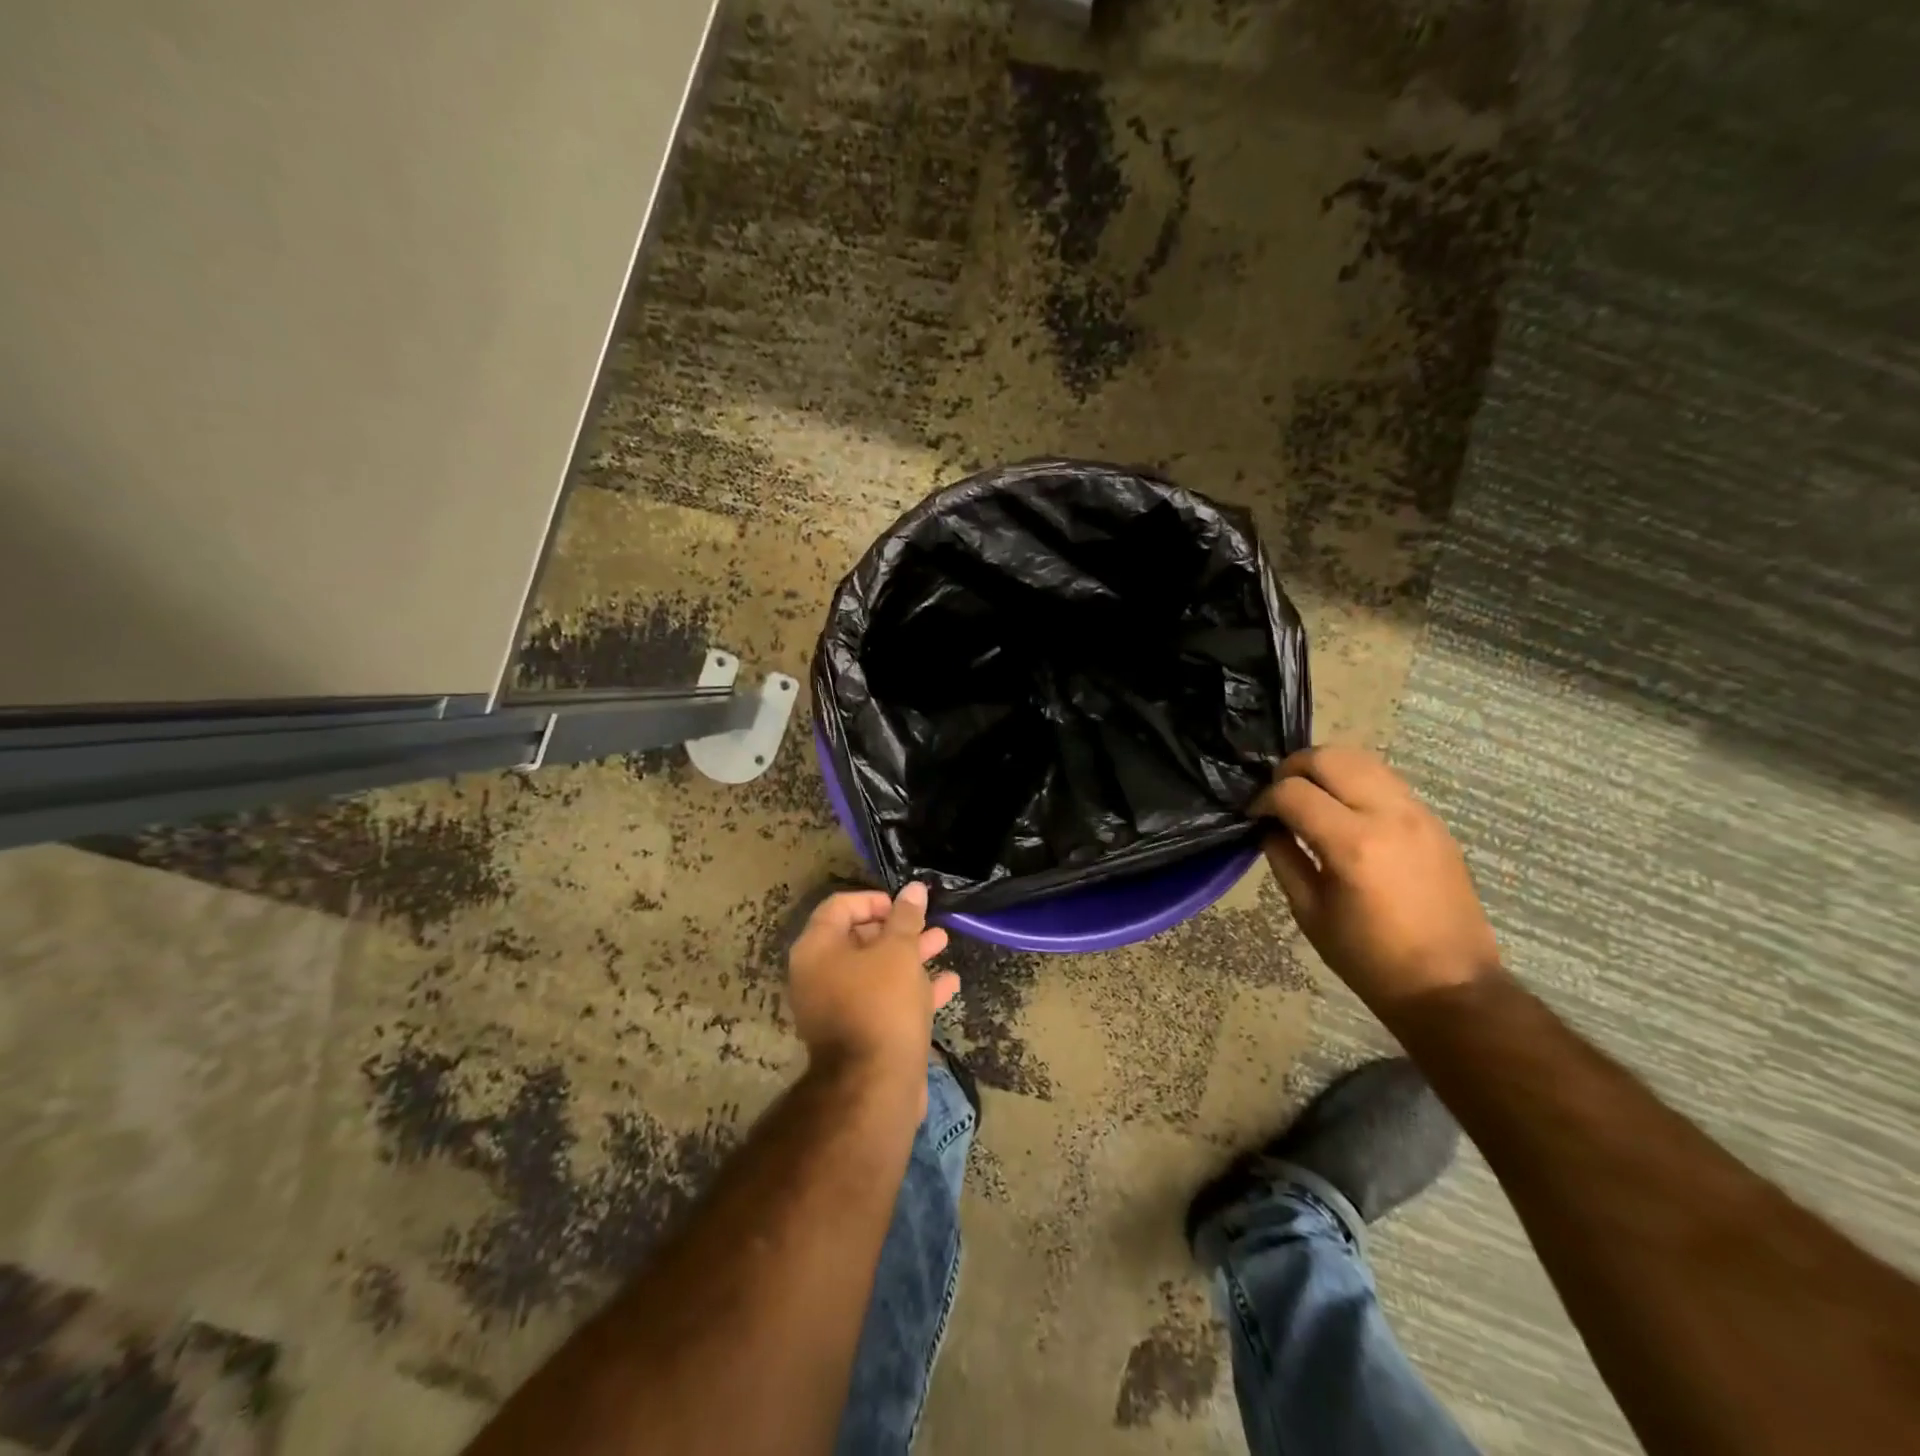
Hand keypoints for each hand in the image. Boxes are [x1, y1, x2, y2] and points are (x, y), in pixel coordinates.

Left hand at [787, 884, 957, 1096]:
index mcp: (816, 950)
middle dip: (898, 929)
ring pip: (876, 971)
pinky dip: (912, 990)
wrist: (876, 1086)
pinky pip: (884, 1001)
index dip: (874, 899)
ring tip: (943, 944)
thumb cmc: (882, 1004)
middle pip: (858, 939)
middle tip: (927, 924)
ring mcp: (837, 1008)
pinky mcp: (859, 1034)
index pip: (839, 906)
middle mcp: (818, 976)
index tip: (905, 905)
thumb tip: (913, 888)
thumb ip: (906, 917)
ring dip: (910, 956)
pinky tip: (949, 984)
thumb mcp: (899, 951)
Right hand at [1252, 746, 1500, 1012]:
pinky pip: (1386, 780)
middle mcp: (1388, 815)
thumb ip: (1284, 857)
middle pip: (1329, 757)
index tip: (1255, 816)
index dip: (1264, 799)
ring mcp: (1417, 813)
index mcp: (1352, 844)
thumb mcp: (1309, 911)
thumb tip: (1269, 826)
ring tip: (1311, 798)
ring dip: (1327, 770)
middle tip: (1280, 796)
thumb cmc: (1369, 958)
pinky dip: (1355, 782)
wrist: (1450, 985)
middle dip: (1293, 769)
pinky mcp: (1434, 821)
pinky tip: (1345, 812)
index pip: (1293, 792)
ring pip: (1362, 759)